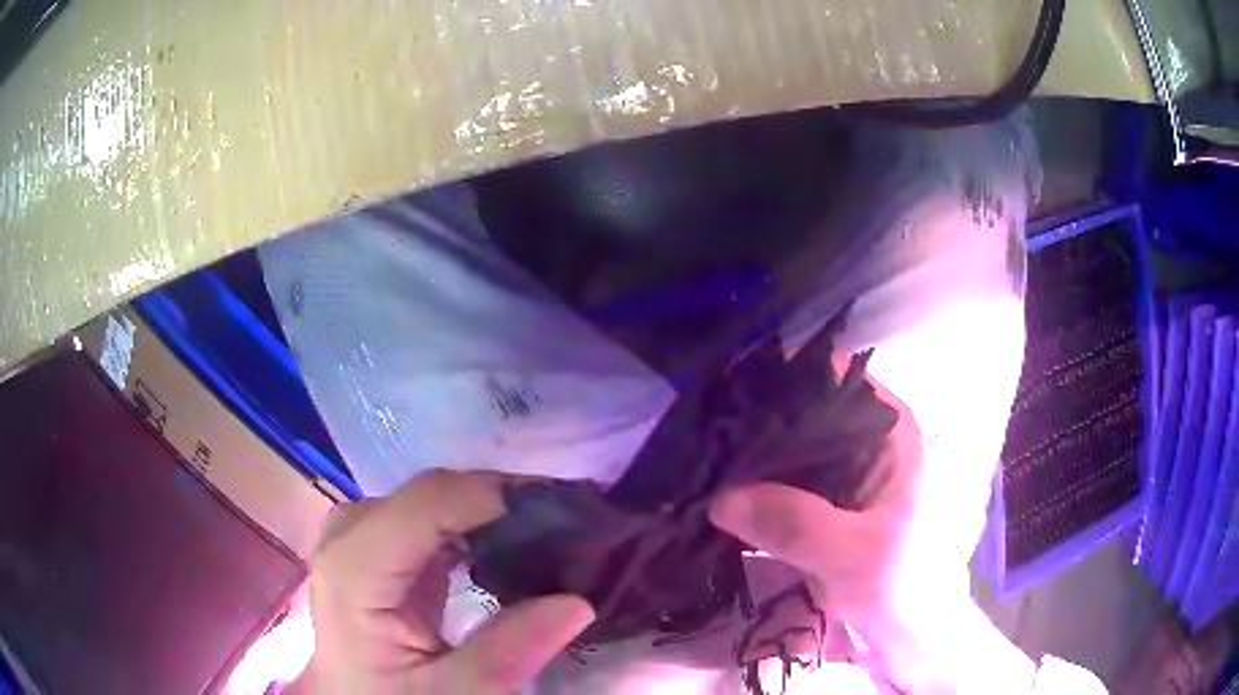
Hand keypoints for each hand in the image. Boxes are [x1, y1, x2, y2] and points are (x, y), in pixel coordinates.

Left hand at [291, 470, 594, 694]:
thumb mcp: (451, 693)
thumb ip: (508, 651)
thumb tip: (579, 601)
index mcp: (354, 569)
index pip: (427, 503)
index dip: (495, 496)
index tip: (565, 511)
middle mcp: (350, 536)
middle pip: (432, 495)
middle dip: (500, 502)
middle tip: (567, 526)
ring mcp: (361, 538)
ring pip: (433, 502)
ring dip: (489, 514)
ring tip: (547, 533)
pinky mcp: (378, 550)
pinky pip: (428, 521)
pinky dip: (472, 528)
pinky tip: (506, 547)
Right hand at [711, 357, 925, 627]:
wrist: (906, 625)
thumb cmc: (902, 583)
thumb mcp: (854, 556)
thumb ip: (797, 526)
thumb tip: (721, 498)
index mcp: (891, 428)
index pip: (831, 380)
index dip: (780, 383)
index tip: (726, 400)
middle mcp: (868, 435)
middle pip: (804, 410)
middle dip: (756, 423)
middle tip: (701, 436)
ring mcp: (847, 467)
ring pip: (791, 446)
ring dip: (751, 457)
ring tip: (701, 460)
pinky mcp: (826, 498)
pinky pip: (784, 479)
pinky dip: (755, 486)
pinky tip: (717, 490)